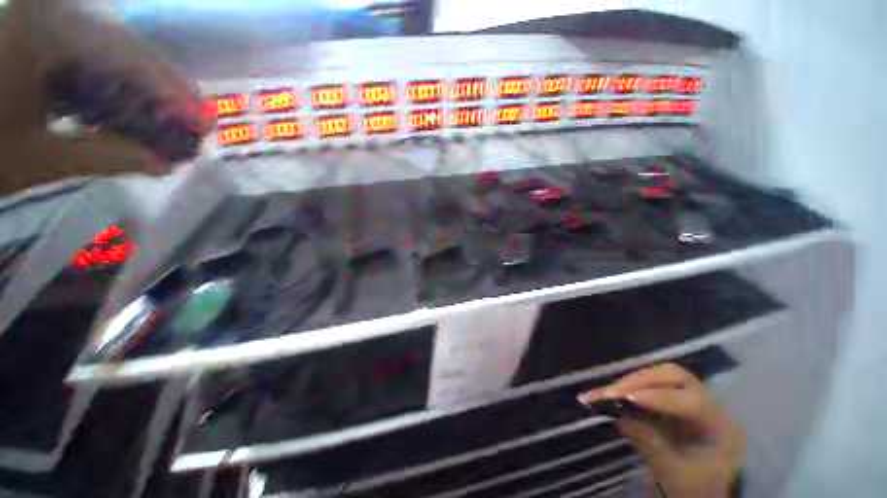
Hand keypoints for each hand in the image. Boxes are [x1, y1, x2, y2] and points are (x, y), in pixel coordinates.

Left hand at [0, 0, 208, 194]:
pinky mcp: (39, 33)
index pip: (127, 56)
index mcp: (43, 31)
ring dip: (140, 86)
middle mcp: (49, 13)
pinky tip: (126, 105)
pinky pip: (88, 53)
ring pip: (109, 49)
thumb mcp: (37, 159)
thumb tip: (164, 164)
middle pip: (123, 47)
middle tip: (191, 123)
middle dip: (161, 89)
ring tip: (166, 118)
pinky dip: (113, 81)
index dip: (171, 93)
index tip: (205, 125)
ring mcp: (43, 20)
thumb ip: (104, 155)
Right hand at [580, 363, 744, 497]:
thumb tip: (621, 419)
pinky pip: (648, 383)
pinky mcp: (671, 395)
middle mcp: (706, 401)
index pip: (691, 402)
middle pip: (673, 376)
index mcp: (719, 425)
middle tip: (612, 392)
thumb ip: (652, 446)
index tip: (627, 398)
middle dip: (639, 381)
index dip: (659, 398)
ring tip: (606, 392)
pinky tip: (610, 392)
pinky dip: (628, 386)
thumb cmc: (694, 485)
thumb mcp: (676, 474)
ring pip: (658, 375)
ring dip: (630, 381)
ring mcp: (688, 395)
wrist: (703, 488)